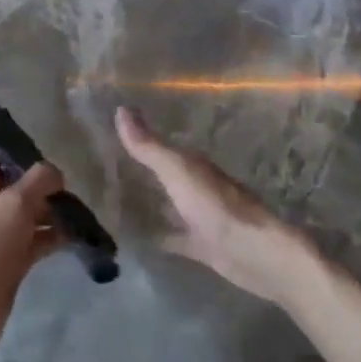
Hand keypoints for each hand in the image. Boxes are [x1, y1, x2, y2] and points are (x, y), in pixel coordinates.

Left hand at [0, 158, 64, 355]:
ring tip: (81, 214)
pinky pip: (36, 240)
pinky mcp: (10, 258)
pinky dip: (53, 237)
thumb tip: (56, 174)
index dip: (24, 156)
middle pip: (19, 187)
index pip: (0, 158)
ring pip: (30, 214)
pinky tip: (77, 236)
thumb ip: (40, 179)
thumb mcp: (17, 202)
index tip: (52, 160)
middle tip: (73, 190)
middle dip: (46, 187)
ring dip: (53, 213)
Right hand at [115, 106, 303, 304]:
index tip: (107, 136)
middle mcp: (195, 186)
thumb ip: (148, 146)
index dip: (137, 140)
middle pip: (163, 174)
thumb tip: (119, 108)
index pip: (159, 146)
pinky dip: (159, 235)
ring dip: (149, 202)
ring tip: (112, 202)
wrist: (255, 253)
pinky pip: (174, 236)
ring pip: (169, 204)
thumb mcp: (177, 170)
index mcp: (191, 164)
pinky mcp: (202, 245)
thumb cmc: (215, 205)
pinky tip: (138, 239)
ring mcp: (200, 216)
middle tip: (104, 167)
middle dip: (140, 171)